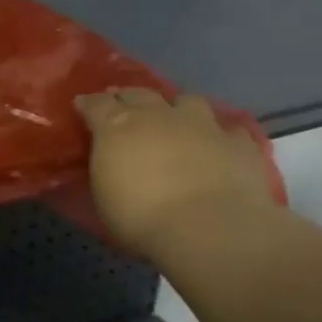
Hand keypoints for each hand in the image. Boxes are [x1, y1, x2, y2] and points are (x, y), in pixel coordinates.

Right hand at [75, 89, 279, 260]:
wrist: (210, 228)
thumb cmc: (141, 216)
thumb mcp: (103, 194)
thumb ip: (104, 167)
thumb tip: (106, 160)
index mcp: (118, 126)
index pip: (97, 103)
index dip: (88, 103)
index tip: (82, 105)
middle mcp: (158, 115)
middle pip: (138, 93)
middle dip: (128, 97)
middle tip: (123, 107)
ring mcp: (202, 125)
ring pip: (187, 100)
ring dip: (177, 108)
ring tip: (175, 121)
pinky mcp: (239, 143)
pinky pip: (229, 130)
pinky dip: (221, 135)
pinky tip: (218, 146)